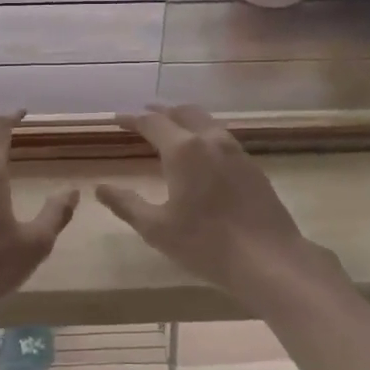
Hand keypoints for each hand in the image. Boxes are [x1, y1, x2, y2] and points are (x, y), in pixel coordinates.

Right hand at [96, 106, 329, 297]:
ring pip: (206, 121)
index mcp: (183, 150)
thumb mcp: (156, 228)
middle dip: (160, 111)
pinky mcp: (252, 166)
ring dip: (185, 119)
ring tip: (171, 128)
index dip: (132, 119)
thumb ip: (126, 204)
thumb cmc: (206, 244)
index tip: (116, 119)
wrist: (268, 259)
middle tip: (143, 115)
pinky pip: (222, 137)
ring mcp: (236, 151)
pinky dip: (203, 133)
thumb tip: (100, 188)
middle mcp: (211, 140)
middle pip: (183, 112)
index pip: (153, 123)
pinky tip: (201, 152)